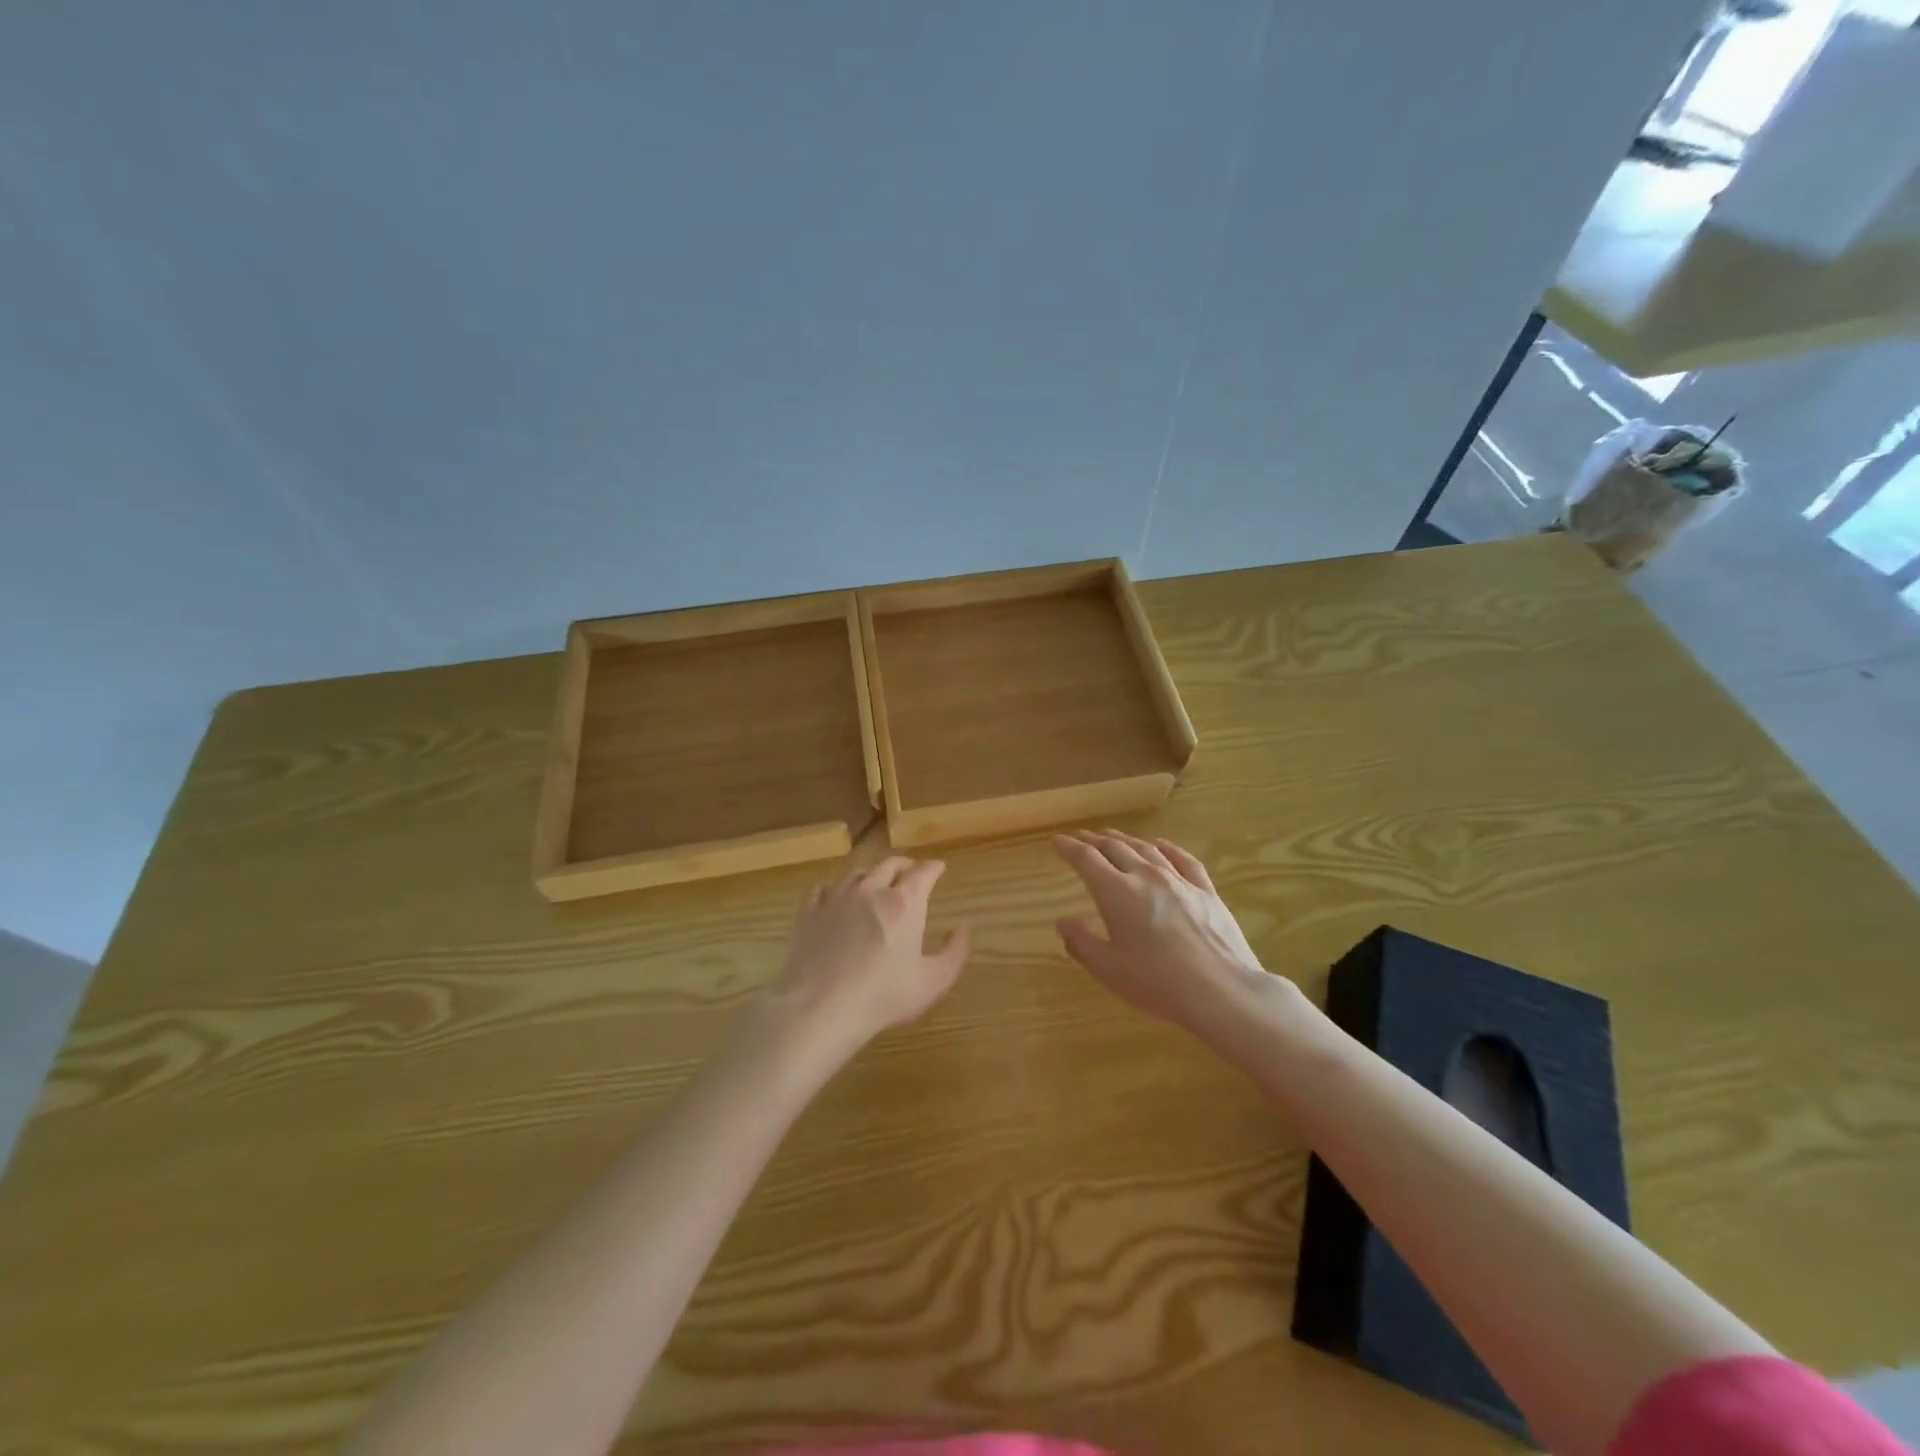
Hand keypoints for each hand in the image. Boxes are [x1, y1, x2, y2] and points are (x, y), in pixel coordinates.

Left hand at [763, 857, 971, 1057]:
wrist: (821, 1008)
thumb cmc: (883, 996)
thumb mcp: (933, 982)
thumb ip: (954, 952)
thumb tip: (962, 928)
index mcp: (904, 903)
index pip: (923, 872)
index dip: (933, 867)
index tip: (939, 868)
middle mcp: (871, 890)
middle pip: (890, 865)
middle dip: (905, 865)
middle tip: (911, 872)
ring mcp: (837, 898)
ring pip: (858, 873)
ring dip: (872, 874)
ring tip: (876, 882)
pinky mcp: (809, 912)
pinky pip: (823, 888)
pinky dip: (836, 887)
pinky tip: (836, 895)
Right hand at [1053, 830, 1269, 1035]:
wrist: (1220, 990)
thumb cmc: (1156, 982)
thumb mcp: (1107, 969)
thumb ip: (1081, 942)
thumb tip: (1063, 921)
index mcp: (1115, 892)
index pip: (1085, 859)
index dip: (1068, 847)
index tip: (1057, 841)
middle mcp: (1145, 876)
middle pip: (1114, 848)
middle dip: (1093, 841)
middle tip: (1080, 838)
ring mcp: (1178, 880)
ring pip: (1146, 849)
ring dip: (1125, 840)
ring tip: (1112, 837)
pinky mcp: (1205, 890)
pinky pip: (1183, 859)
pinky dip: (1167, 848)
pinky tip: (1161, 845)